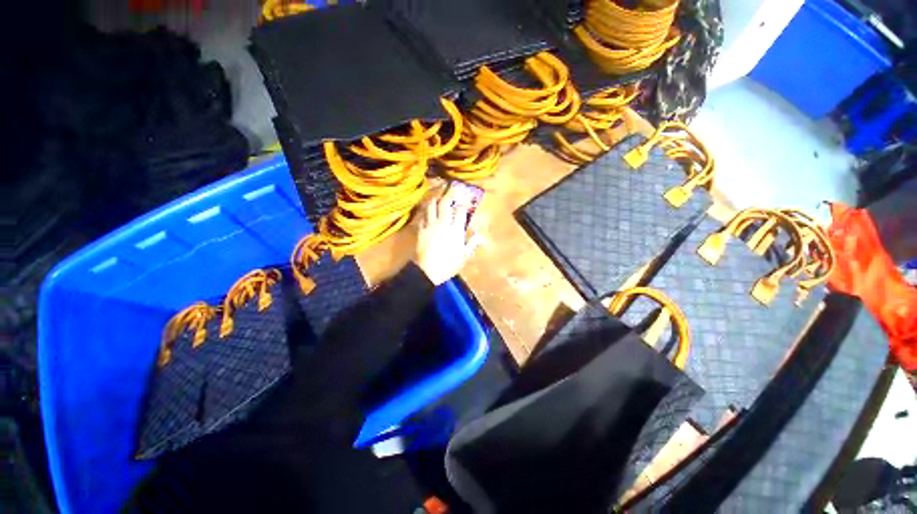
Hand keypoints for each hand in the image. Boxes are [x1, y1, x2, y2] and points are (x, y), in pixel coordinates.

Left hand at [415, 188, 481, 285]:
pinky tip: (427, 209)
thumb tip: (481, 235)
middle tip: (451, 187)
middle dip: (449, 193)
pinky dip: (426, 210)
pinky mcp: (420, 229)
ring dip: (435, 198)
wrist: (428, 271)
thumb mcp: (464, 256)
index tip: (465, 200)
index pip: (461, 211)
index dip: (463, 204)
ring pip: (431, 206)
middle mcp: (444, 223)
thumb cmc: (449, 265)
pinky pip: (423, 215)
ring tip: (438, 195)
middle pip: (445, 203)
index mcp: (456, 230)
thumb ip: (472, 243)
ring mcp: (431, 225)